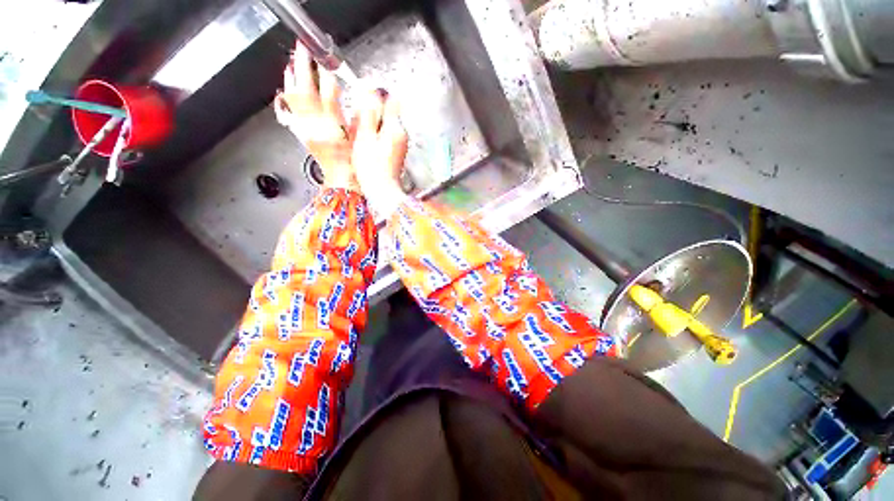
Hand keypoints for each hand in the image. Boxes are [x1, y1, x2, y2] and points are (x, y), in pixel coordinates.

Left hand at [274, 42, 357, 190]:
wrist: (340, 176)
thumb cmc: (352, 156)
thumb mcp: (356, 130)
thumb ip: (348, 104)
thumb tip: (337, 83)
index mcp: (327, 122)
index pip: (321, 90)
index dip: (319, 71)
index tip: (319, 54)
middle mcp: (311, 123)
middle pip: (302, 90)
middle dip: (301, 67)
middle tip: (301, 49)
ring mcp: (303, 127)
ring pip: (292, 98)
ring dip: (292, 78)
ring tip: (292, 62)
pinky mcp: (301, 130)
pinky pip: (289, 109)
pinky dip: (287, 94)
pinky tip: (286, 87)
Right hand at [352, 89, 408, 218]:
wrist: (381, 193)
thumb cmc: (371, 168)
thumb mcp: (365, 137)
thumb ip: (368, 114)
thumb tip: (370, 91)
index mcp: (395, 127)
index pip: (390, 99)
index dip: (375, 96)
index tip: (361, 100)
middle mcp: (401, 132)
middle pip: (387, 111)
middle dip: (371, 113)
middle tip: (357, 125)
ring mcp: (400, 142)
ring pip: (385, 124)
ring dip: (371, 126)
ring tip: (359, 139)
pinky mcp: (396, 151)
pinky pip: (384, 136)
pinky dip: (373, 137)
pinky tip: (365, 148)